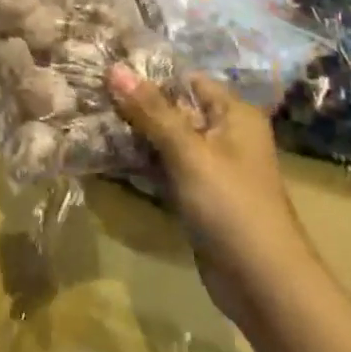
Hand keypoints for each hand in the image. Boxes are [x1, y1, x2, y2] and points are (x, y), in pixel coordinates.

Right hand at [109, 66, 307, 312]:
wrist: (262, 283)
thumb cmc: (231, 205)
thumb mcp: (188, 152)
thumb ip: (151, 111)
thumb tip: (115, 68)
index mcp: (234, 114)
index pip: (186, 80)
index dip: (148, 75)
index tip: (105, 70)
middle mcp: (224, 134)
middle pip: (173, 110)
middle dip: (134, 105)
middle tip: (88, 95)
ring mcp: (210, 168)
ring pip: (165, 140)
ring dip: (133, 134)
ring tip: (88, 120)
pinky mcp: (197, 196)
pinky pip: (164, 168)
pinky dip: (140, 162)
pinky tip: (105, 155)